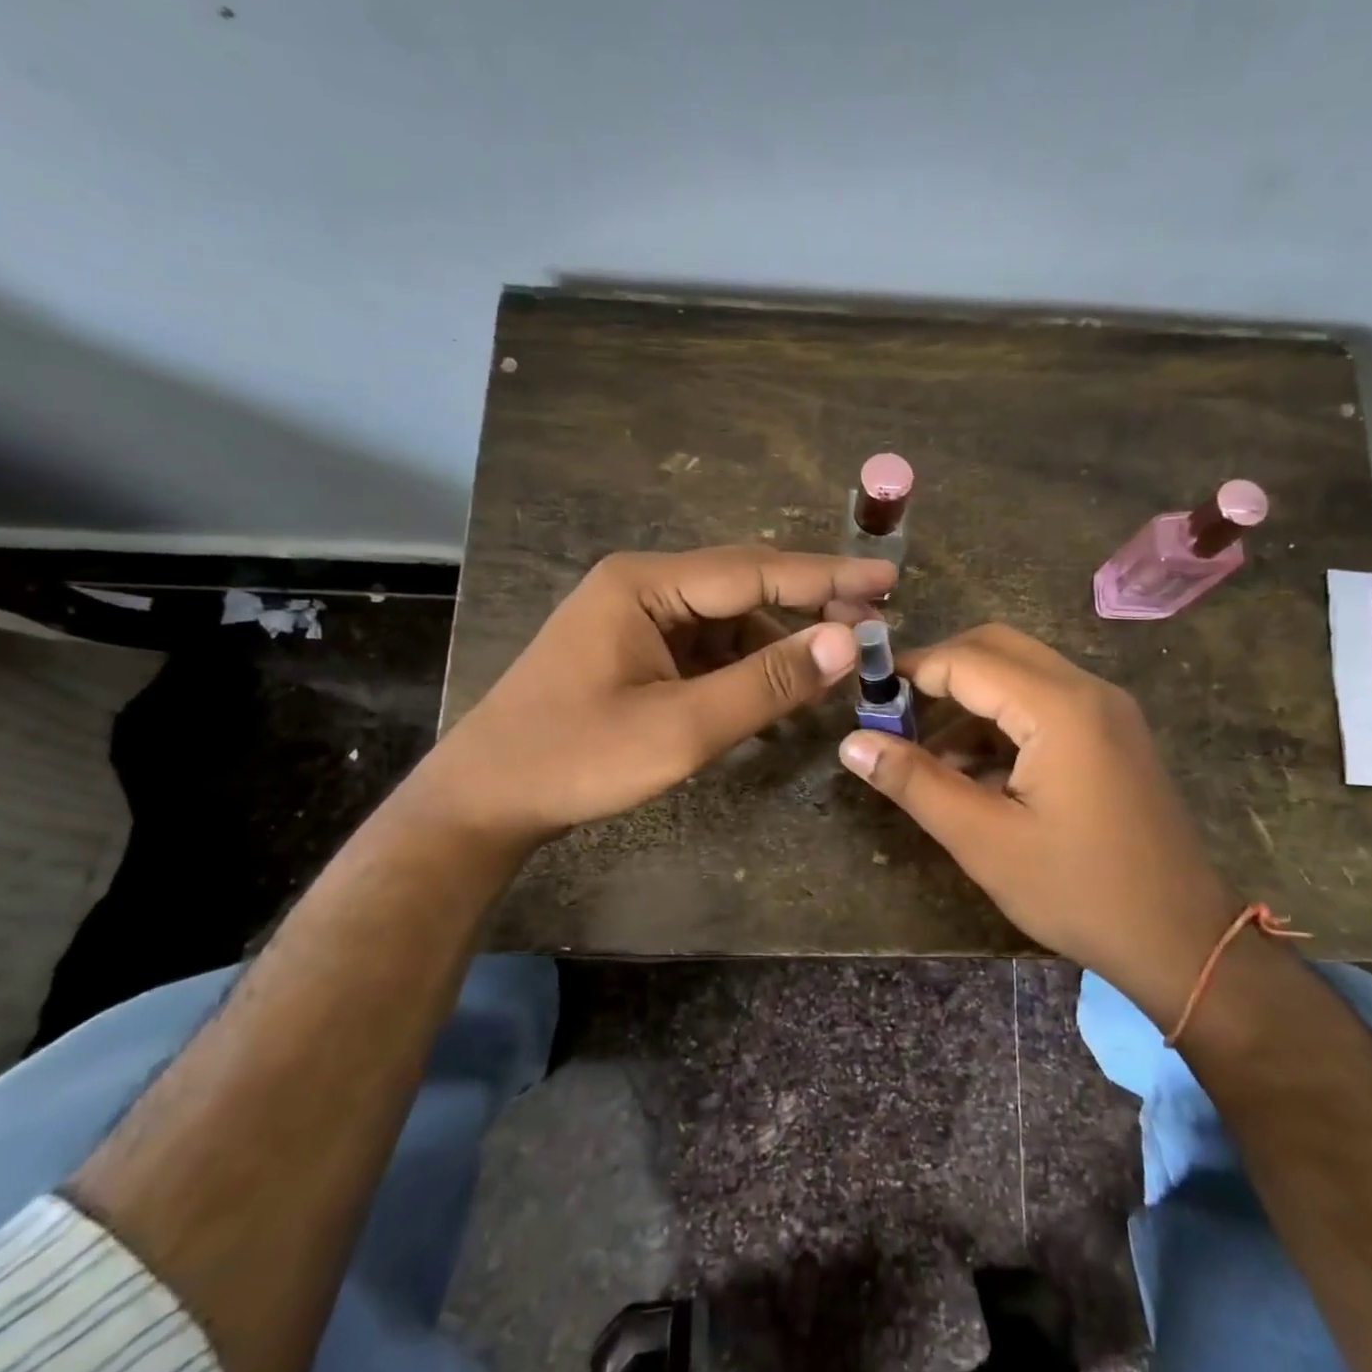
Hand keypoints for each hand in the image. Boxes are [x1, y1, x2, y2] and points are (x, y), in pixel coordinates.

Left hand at [423, 546, 894, 854]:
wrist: (484, 800)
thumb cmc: (576, 759)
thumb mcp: (681, 728)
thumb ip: (765, 683)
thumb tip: (846, 642)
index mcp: (645, 584)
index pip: (755, 571)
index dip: (827, 577)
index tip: (887, 579)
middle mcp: (642, 586)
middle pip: (744, 586)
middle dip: (809, 605)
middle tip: (874, 623)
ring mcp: (636, 620)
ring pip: (728, 620)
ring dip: (779, 644)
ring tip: (832, 669)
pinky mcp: (634, 652)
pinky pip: (706, 648)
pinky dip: (745, 669)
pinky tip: (776, 694)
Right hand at [837, 624, 1236, 1009]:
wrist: (1181, 939)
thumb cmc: (1079, 891)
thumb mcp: (984, 841)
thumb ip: (915, 783)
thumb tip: (852, 743)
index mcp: (1060, 708)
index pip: (967, 660)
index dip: (911, 671)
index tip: (865, 697)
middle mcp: (1088, 690)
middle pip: (997, 649)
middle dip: (940, 675)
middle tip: (894, 715)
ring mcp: (1106, 711)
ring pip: (1020, 675)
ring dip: (969, 703)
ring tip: (927, 759)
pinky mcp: (1111, 734)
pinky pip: (1044, 704)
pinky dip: (1001, 724)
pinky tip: (974, 774)